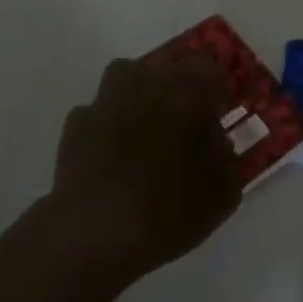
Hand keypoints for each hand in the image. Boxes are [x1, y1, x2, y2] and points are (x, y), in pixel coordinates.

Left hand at [49, 56, 241, 288]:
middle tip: (182, 127)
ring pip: (127, 81)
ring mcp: (108, 98)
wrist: (97, 232)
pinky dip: (105, 128)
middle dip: (177, 92)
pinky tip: (109, 158)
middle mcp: (150, 80)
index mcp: (192, 88)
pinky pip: (98, 114)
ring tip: (142, 134)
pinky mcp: (76, 123)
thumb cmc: (172, 207)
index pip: (212, 69)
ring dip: (137, 99)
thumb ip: (226, 158)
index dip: (216, 92)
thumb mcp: (223, 192)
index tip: (218, 116)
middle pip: (168, 70)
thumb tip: (216, 144)